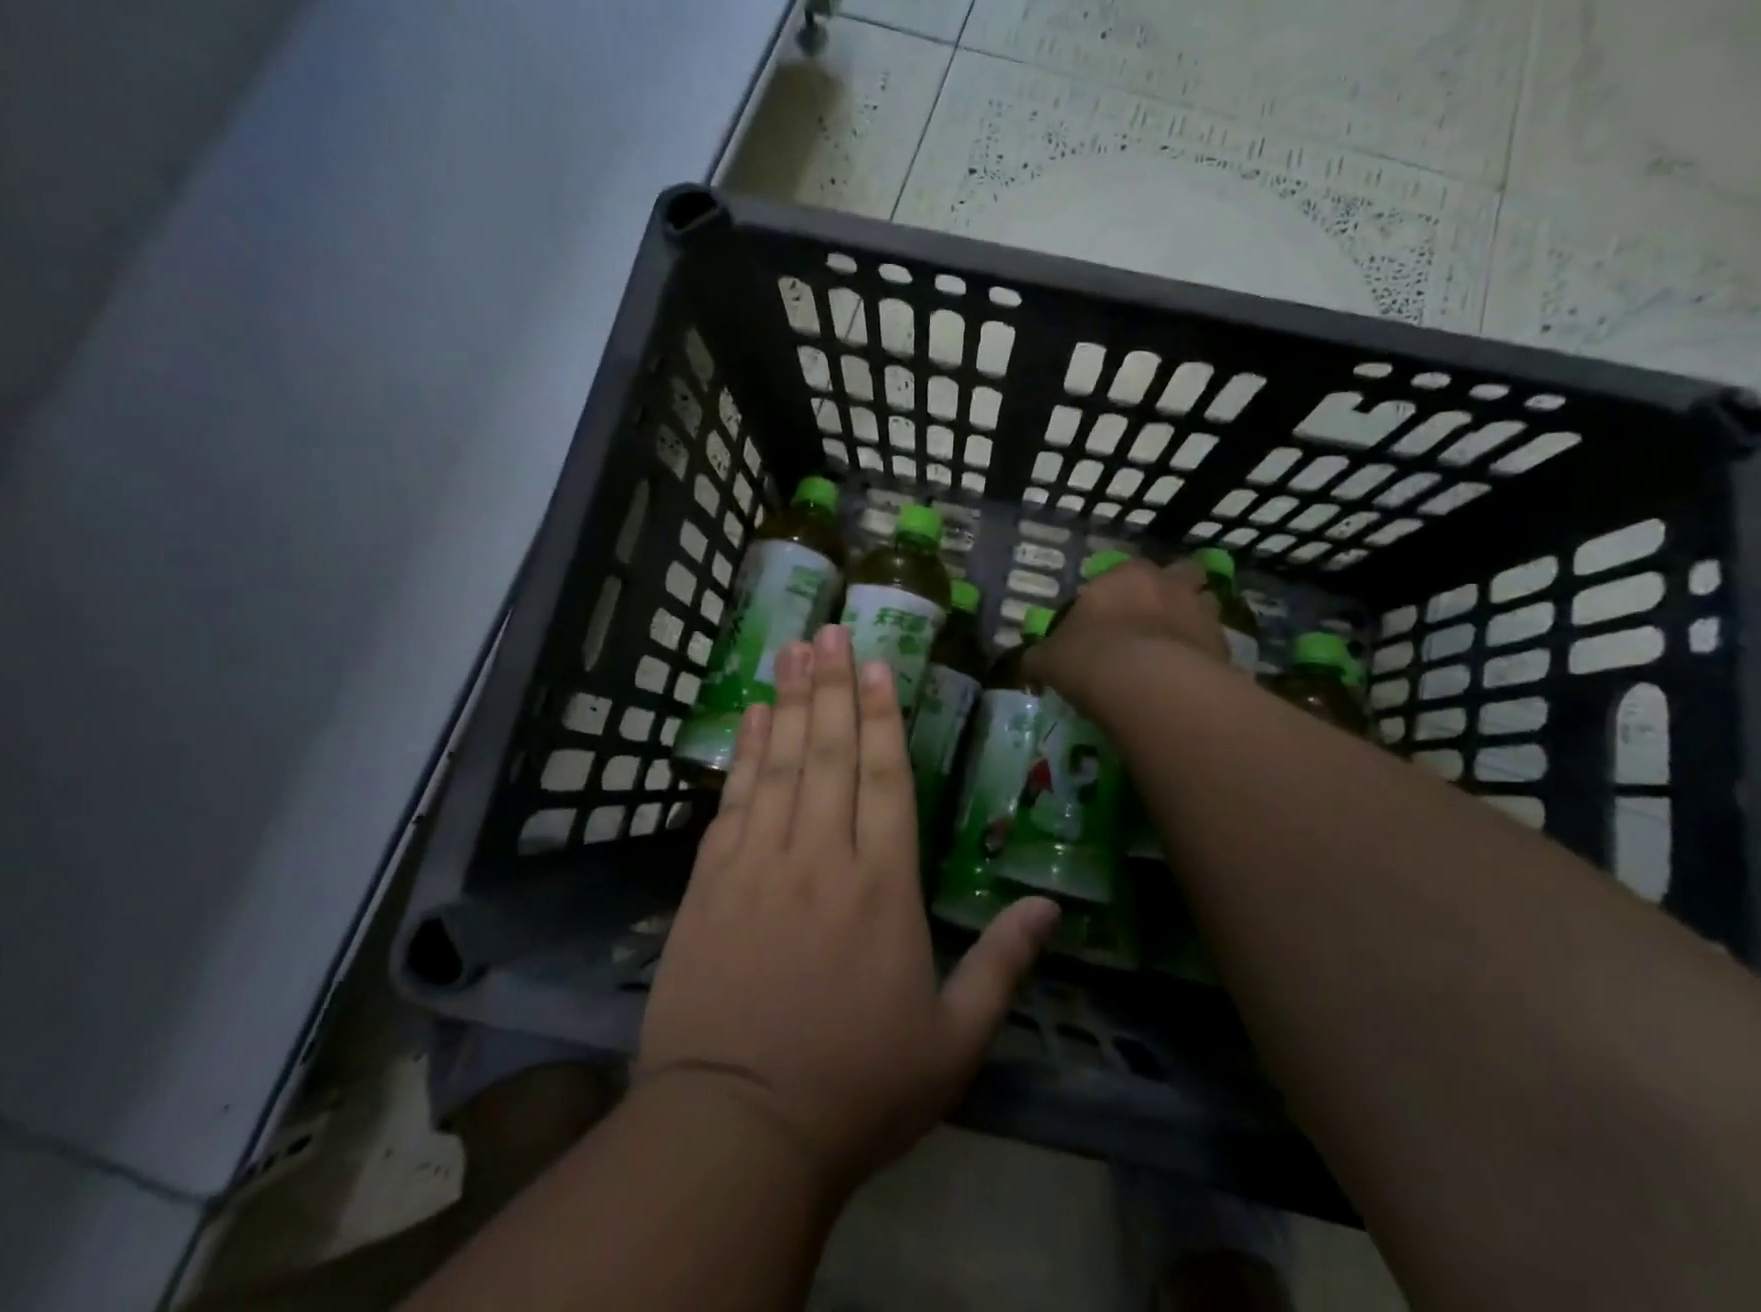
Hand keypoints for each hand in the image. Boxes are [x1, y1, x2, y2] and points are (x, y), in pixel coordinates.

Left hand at [638, 625, 1058, 1192]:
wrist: (735, 1132)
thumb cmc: (855, 1088)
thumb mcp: (952, 1043)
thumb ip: (1003, 967)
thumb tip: (1050, 908)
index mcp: (882, 888)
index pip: (886, 780)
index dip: (882, 716)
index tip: (876, 663)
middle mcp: (822, 858)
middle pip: (829, 753)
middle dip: (832, 686)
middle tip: (828, 629)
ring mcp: (759, 866)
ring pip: (780, 764)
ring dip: (788, 701)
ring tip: (792, 648)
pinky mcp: (710, 885)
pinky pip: (734, 801)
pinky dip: (745, 754)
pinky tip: (752, 718)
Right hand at [1027, 557, 1226, 706]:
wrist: (1150, 687)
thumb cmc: (1091, 657)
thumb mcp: (1050, 658)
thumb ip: (1043, 656)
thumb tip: (1031, 661)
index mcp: (1126, 576)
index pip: (1125, 571)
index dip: (1119, 591)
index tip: (1110, 616)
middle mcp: (1169, 585)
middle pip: (1181, 575)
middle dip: (1173, 592)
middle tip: (1156, 621)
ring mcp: (1203, 614)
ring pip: (1206, 606)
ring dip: (1194, 622)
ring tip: (1177, 652)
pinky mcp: (1225, 649)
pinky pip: (1215, 648)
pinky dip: (1205, 659)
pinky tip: (1189, 682)